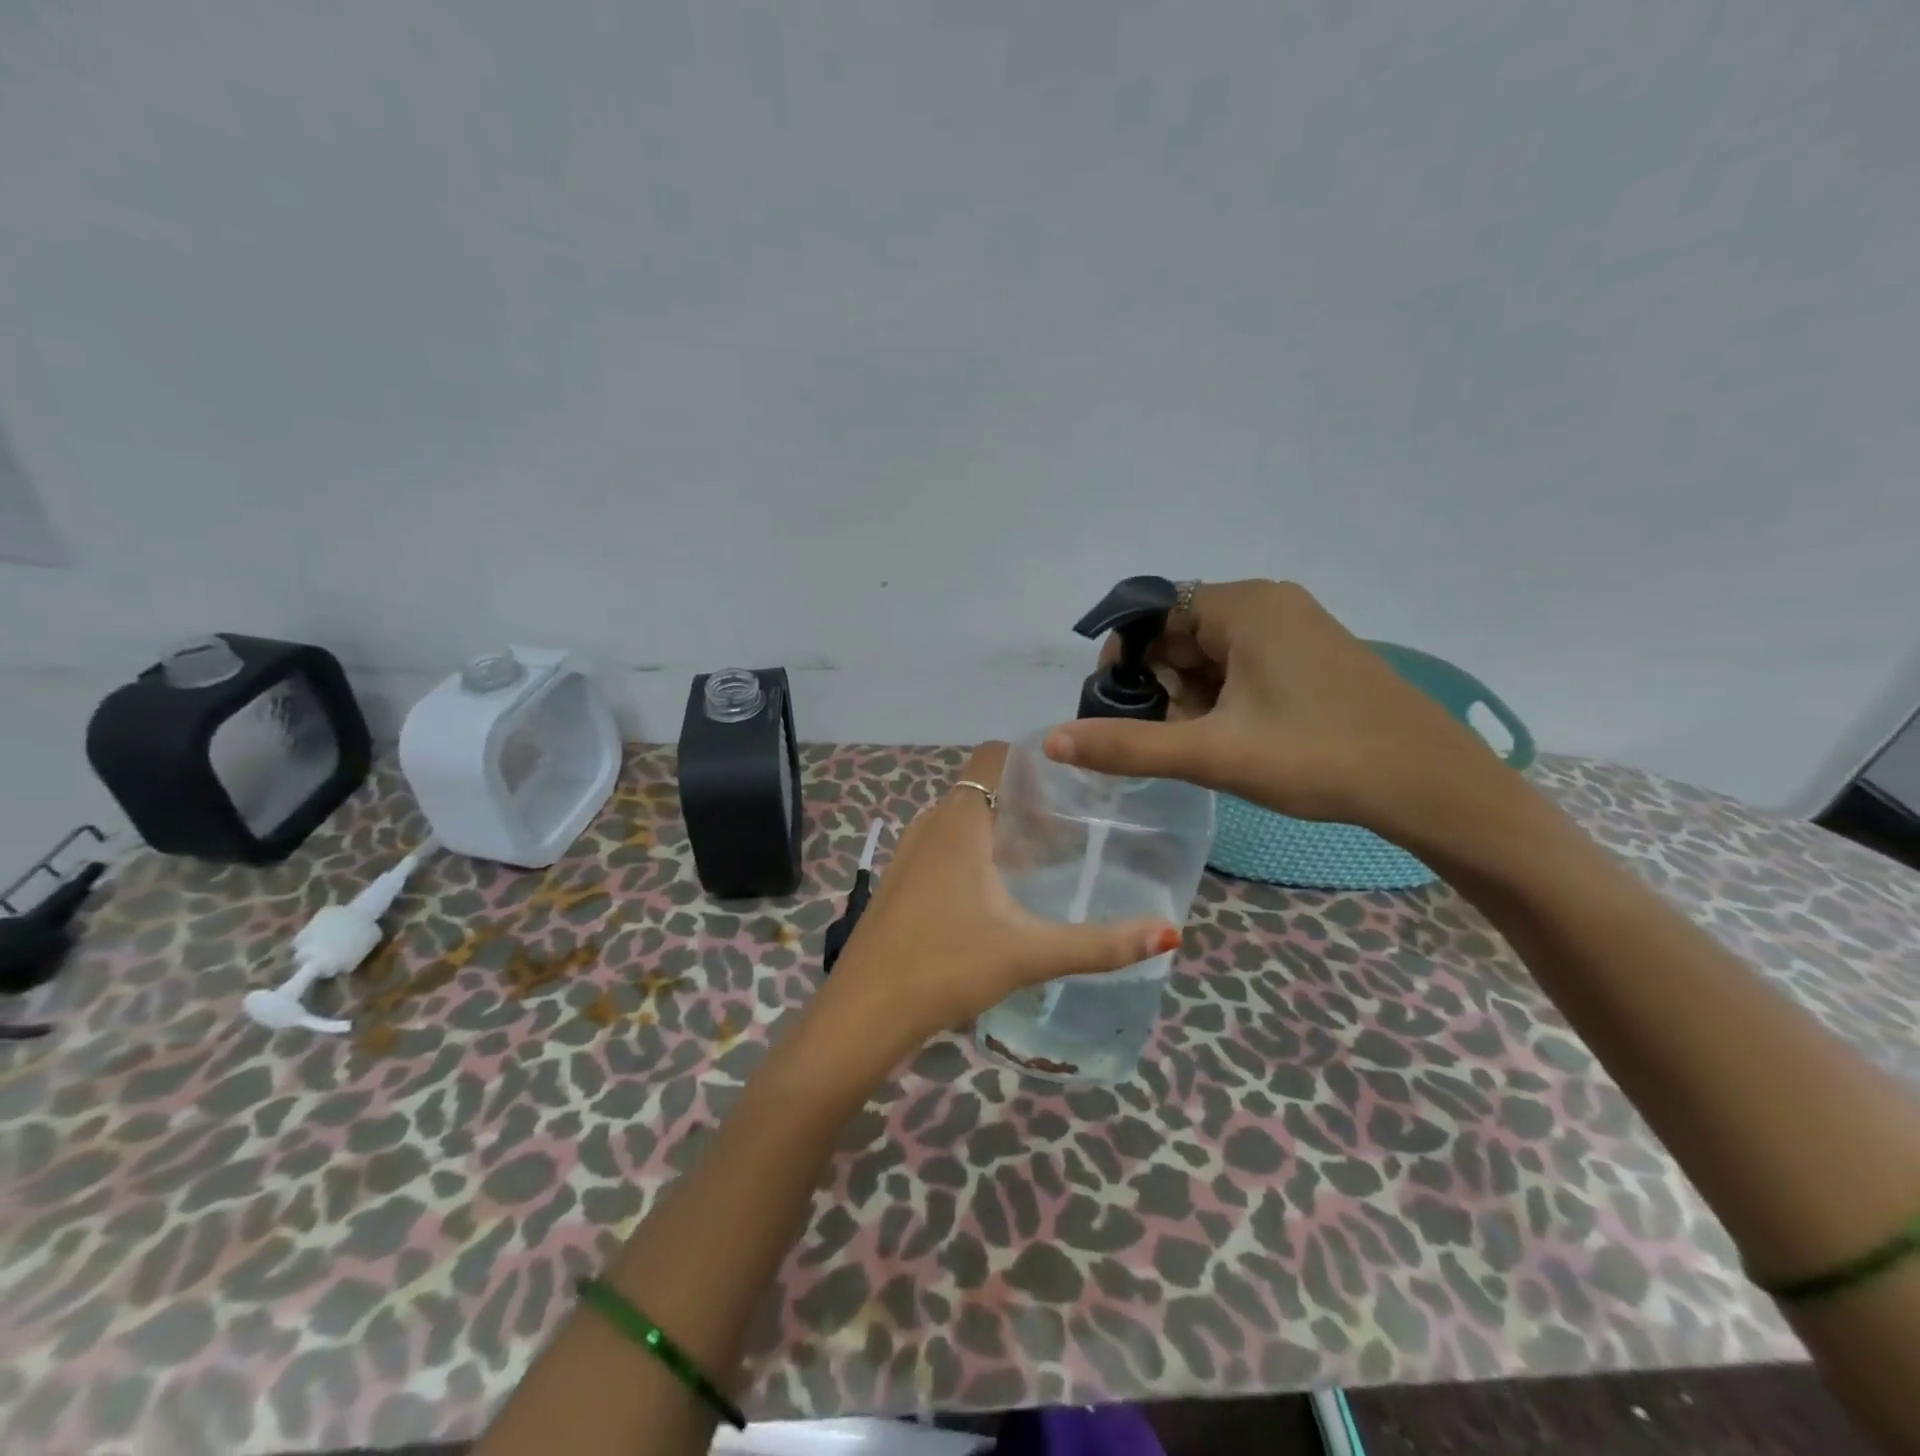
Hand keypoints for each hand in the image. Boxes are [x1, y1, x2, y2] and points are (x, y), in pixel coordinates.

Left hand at [814, 742, 1178, 1067]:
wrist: (863, 1015)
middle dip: (1025, 803)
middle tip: (1067, 834)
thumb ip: (1099, 944)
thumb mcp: (1028, 953)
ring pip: (961, 820)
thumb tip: (1169, 932)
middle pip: (982, 789)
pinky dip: (973, 853)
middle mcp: (930, 825)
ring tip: (1039, 864)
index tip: (1071, 788)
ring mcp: (908, 854)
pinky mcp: (899, 882)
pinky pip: (943, 847)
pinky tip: (996, 897)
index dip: (1032, 762)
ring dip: (998, 830)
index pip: (994, 755)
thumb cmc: (944, 967)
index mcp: (959, 821)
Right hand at [1042, 580, 1519, 848]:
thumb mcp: (1213, 754)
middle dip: (1159, 685)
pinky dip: (1221, 698)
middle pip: (1178, 633)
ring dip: (1189, 696)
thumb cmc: (1319, 758)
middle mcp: (1267, 603)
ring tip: (1203, 745)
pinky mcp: (1309, 655)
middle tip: (1168, 738)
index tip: (1121, 713)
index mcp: (1243, 606)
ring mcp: (1293, 627)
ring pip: (1209, 653)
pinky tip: (1231, 738)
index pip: (1151, 614)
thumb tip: (1051, 740)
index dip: (1124, 661)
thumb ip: (1128, 745)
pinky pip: (1241, 665)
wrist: (1430, 785)